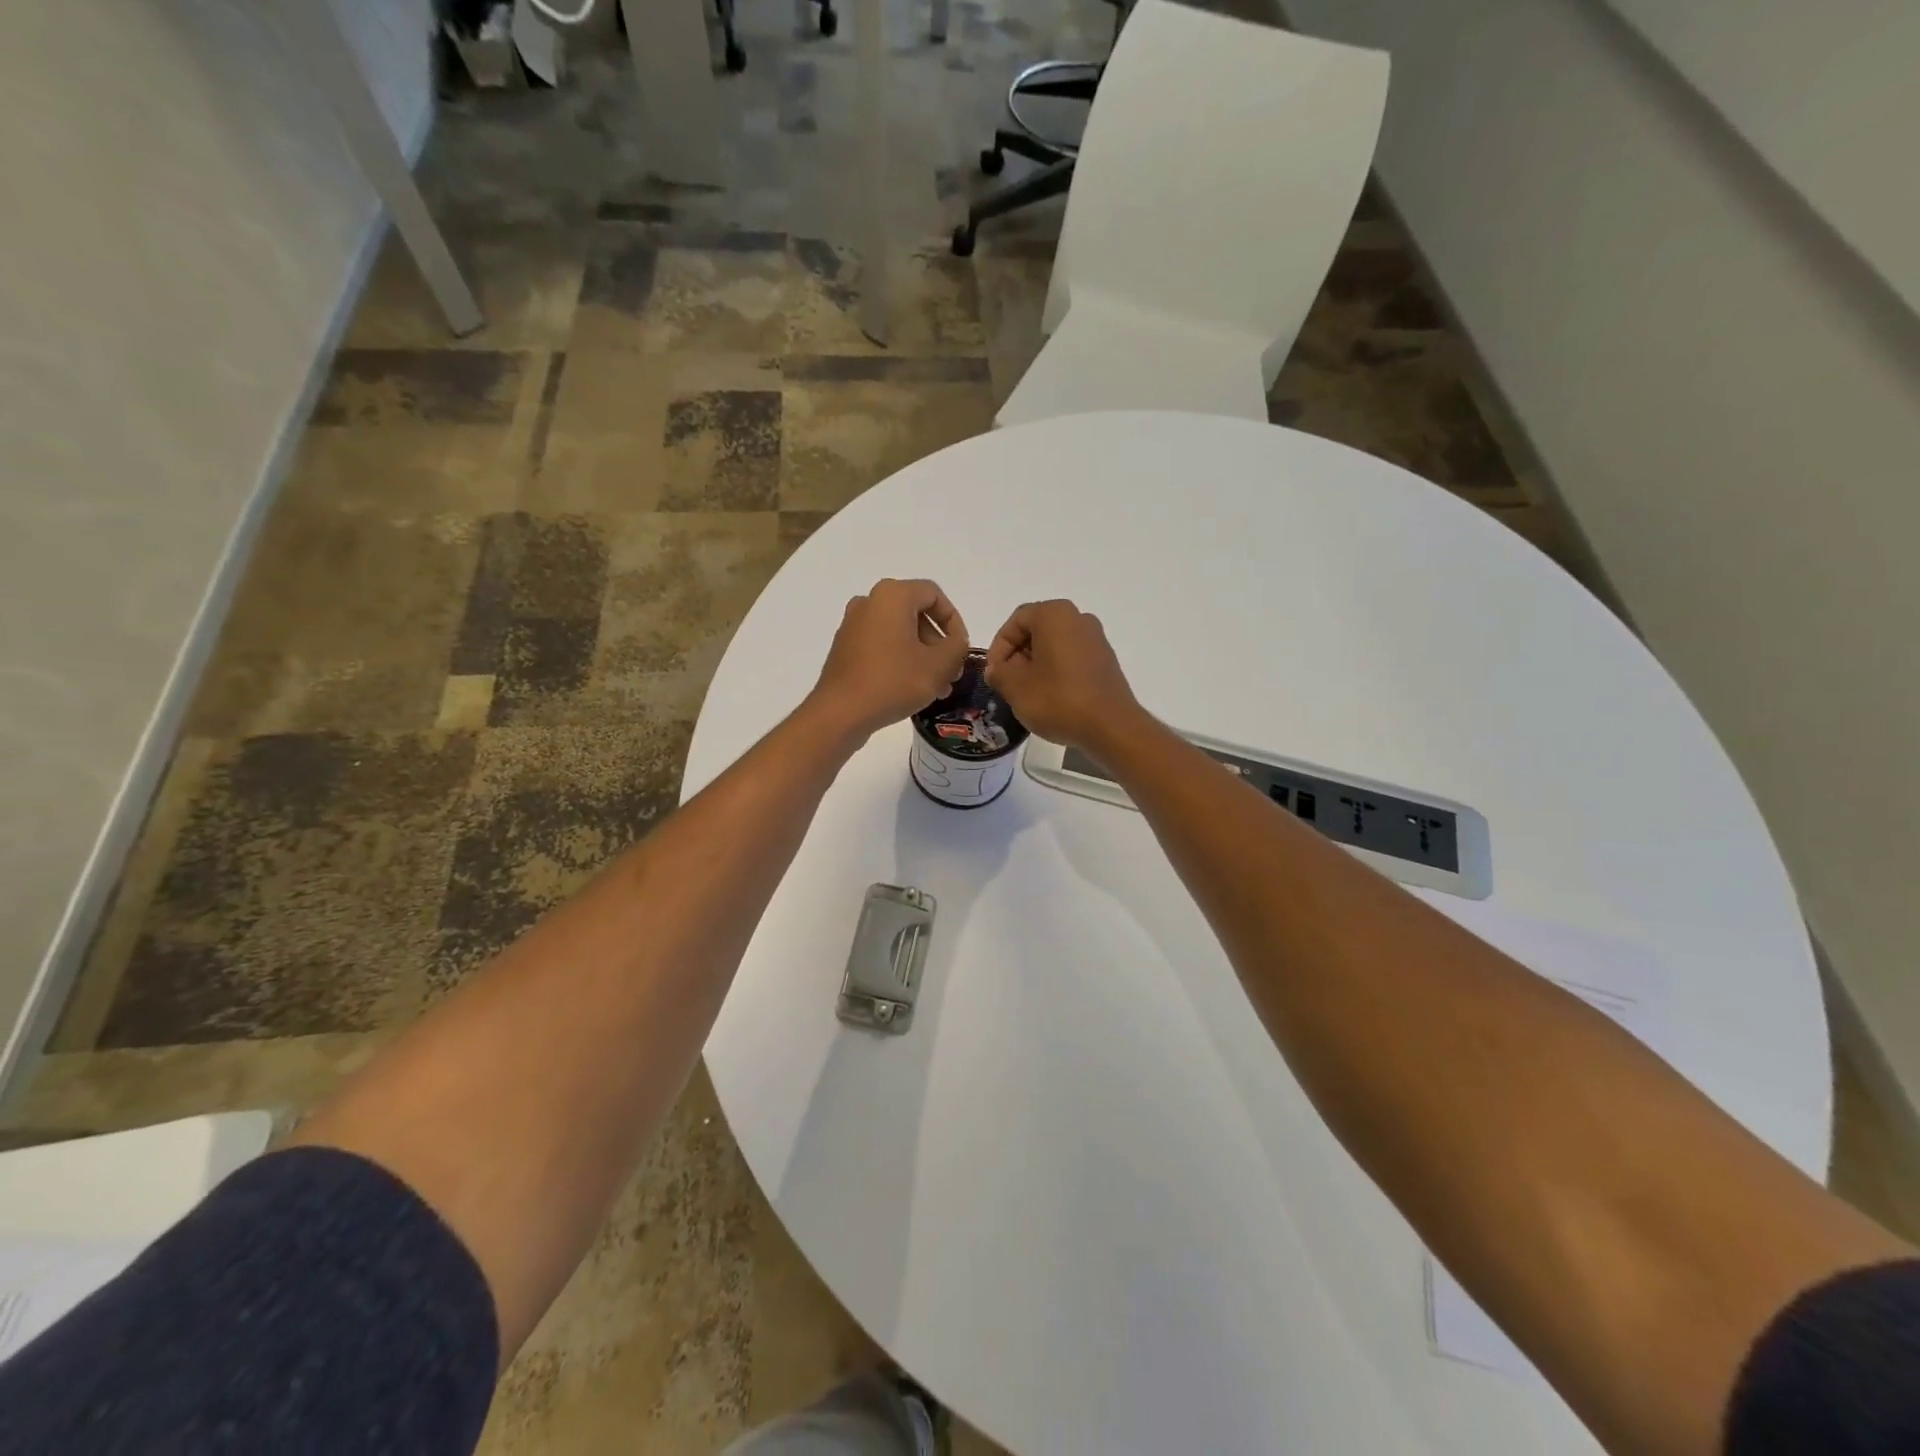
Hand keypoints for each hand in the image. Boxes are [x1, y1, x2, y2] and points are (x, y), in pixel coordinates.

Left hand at [807, 579, 970, 742]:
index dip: (954, 621)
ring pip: (899, 633)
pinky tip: (912, 688)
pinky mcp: (845, 648)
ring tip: (937, 687)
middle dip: (938, 643)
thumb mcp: (939, 665)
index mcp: (892, 595)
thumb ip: (957, 647)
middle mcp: (869, 602)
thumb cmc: (893, 682)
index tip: (961, 649)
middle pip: (916, 614)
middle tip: (951, 672)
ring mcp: (853, 625)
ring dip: (923, 655)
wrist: (840, 713)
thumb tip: (956, 642)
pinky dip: (900, 660)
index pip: (934, 595)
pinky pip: (881, 645)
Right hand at [983, 599, 1144, 752]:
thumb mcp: (1016, 687)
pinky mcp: (1105, 661)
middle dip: (1017, 655)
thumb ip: (998, 672)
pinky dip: (1056, 671)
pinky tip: (1050, 697)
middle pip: (1036, 630)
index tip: (994, 673)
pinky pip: (1072, 658)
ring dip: (1035, 665)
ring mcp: (1096, 639)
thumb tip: (997, 669)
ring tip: (1026, 693)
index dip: (998, 647)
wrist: (1111, 727)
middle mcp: (1078, 618)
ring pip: (1054, 645)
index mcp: (1054, 614)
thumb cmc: (1058, 700)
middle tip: (1007, 683)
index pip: (1016, 621)